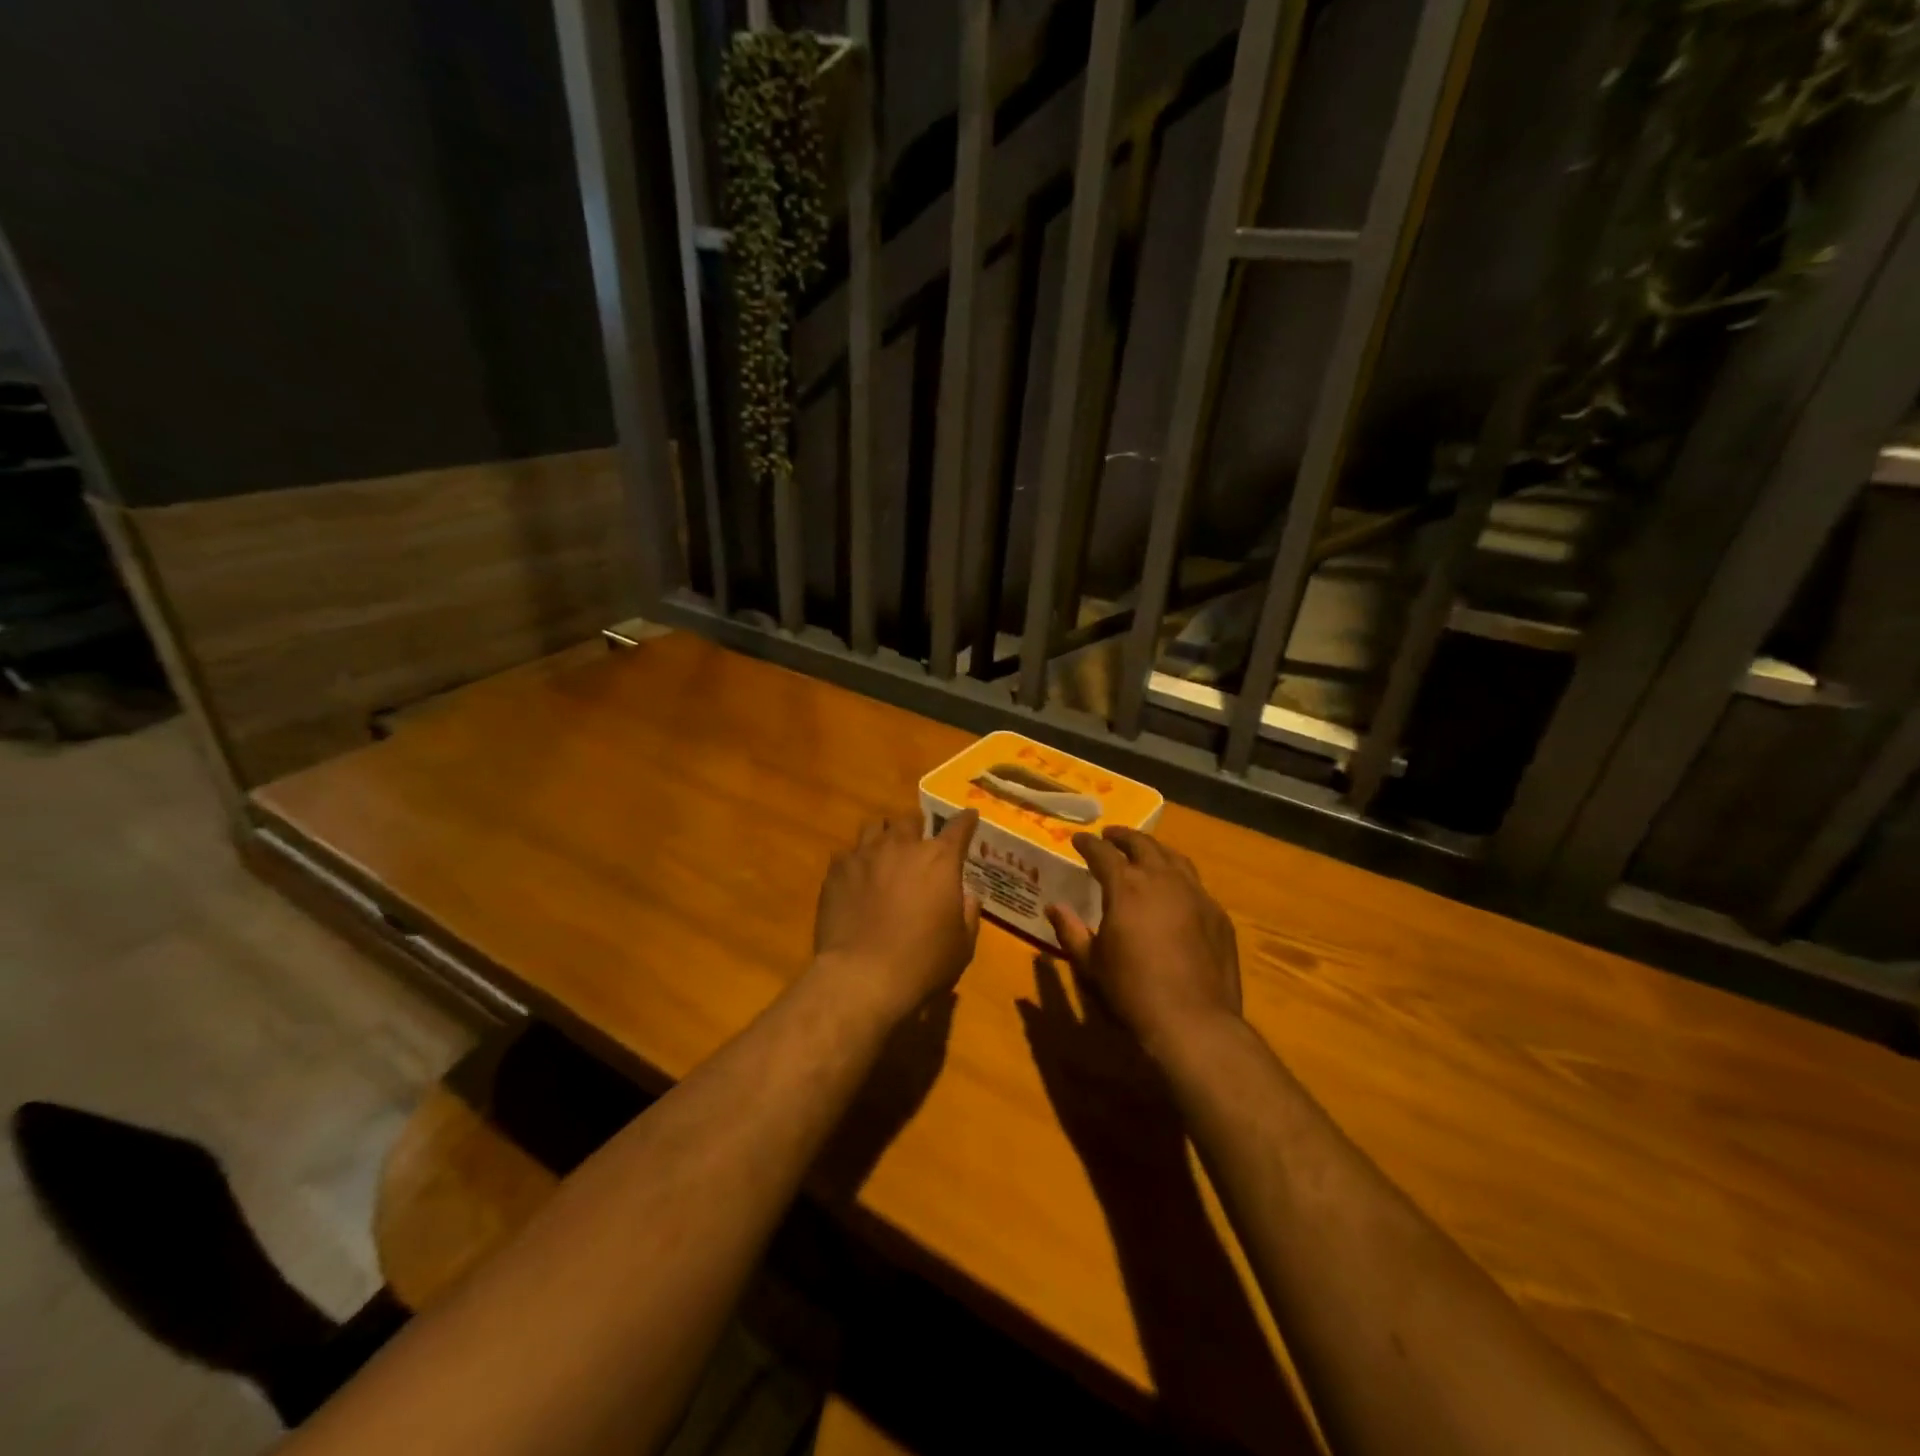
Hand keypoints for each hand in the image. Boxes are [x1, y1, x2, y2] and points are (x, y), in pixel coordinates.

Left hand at [811, 811, 981, 1021]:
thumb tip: (967, 896)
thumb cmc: (922, 963)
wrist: (862, 977)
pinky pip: (848, 853)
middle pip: (911, 820)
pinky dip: (856, 861)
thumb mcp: (962, 945)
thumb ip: (968, 913)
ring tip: (885, 853)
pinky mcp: (837, 870)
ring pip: (875, 826)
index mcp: (940, 859)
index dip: (966, 820)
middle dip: (918, 829)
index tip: (969, 817)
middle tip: (918, 845)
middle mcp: (902, 846)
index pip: (959, 827)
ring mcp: (865, 854)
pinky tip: (856, 879)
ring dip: (884, 836)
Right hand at [1046, 827, 1240, 1056]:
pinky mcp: (1218, 915)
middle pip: (1143, 845)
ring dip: (1155, 850)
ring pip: (1174, 858)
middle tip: (1110, 836)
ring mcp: (1196, 894)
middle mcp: (1163, 879)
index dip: (1088, 844)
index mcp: (1126, 886)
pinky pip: (1196, 884)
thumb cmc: (1132, 991)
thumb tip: (1054, 907)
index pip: (1103, 853)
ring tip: (1145, 852)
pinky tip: (1176, 890)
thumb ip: (1070, 930)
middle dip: (1123, 837)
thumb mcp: (1091, 963)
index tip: (1078, 839)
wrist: (1193, 1021)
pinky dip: (1180, 877)